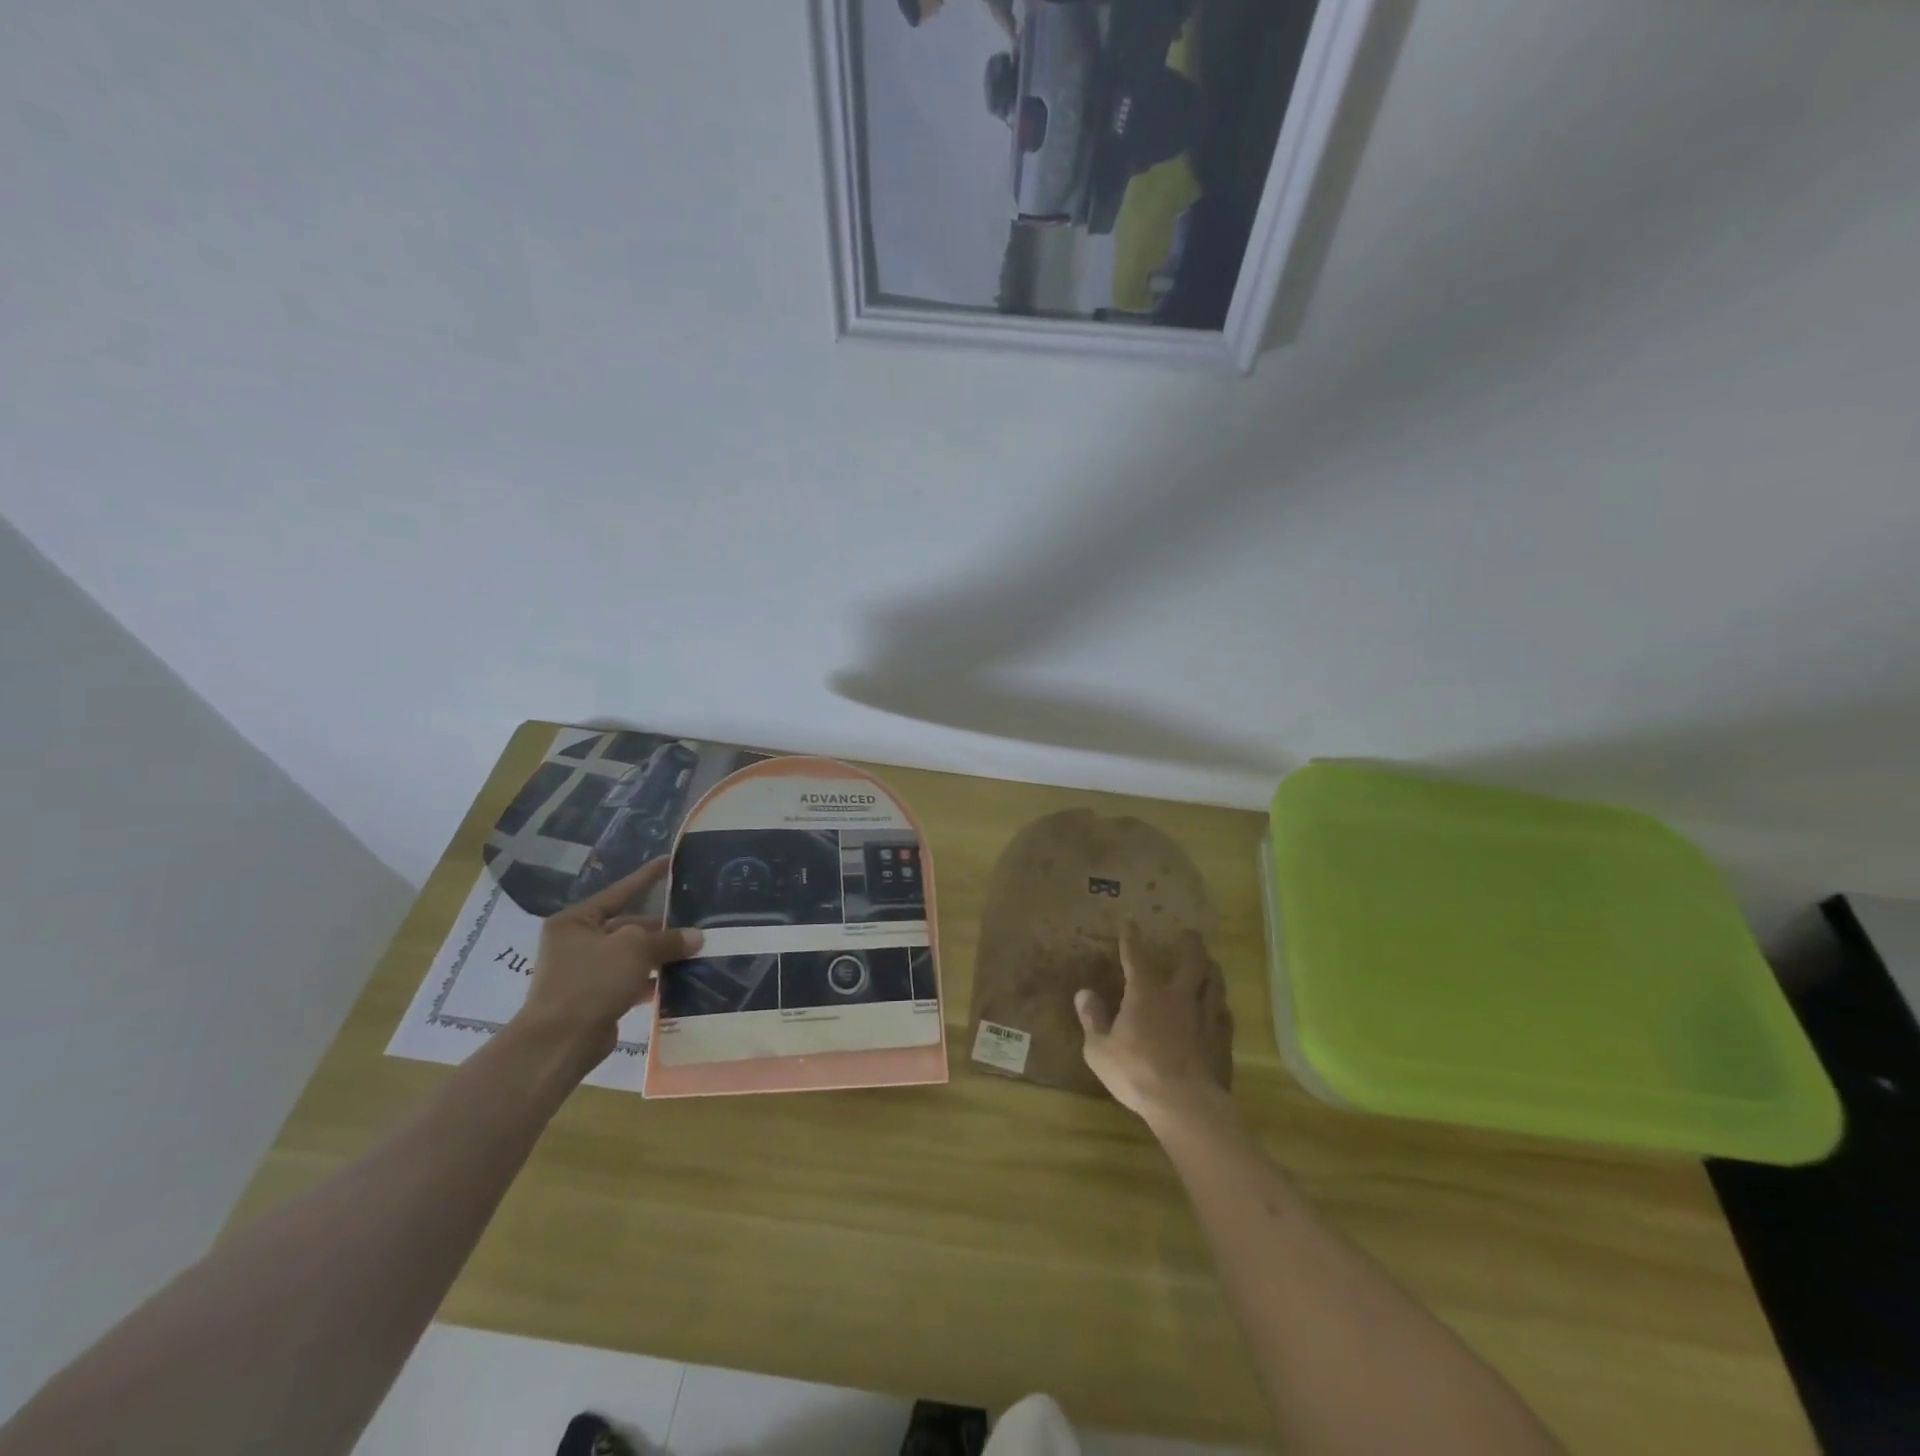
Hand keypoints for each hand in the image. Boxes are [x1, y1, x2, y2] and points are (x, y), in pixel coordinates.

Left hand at [515, 859, 701, 1065]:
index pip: (619, 891)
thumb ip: (667, 939)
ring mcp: (586, 971)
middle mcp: (578, 942)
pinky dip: (653, 979)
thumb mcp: (634, 950)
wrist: (558, 1043)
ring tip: (695, 949)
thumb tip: (697, 936)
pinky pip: (631, 980)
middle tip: (696, 921)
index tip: (671, 861)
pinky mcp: (596, 998)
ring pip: (632, 954)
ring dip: (660, 954)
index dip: (647, 877)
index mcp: (576, 921)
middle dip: (661, 927)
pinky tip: (680, 978)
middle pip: (628, 925)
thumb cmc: (590, 982)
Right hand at [1076, 921, 1234, 1130]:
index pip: (1136, 956)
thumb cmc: (1136, 1072)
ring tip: (1211, 963)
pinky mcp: (1221, 1039)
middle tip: (1190, 933)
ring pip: (1214, 983)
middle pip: (1191, 962)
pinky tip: (1220, 1007)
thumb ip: (1092, 1019)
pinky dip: (1220, 1005)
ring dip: (1211, 970)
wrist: (1185, 1103)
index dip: (1131, 937)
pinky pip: (1224, 1013)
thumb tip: (1083, 993)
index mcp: (1145, 994)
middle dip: (1190, 944)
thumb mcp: (1099, 1049)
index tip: (1130, 920)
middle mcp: (1178, 997)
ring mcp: (1204, 1017)